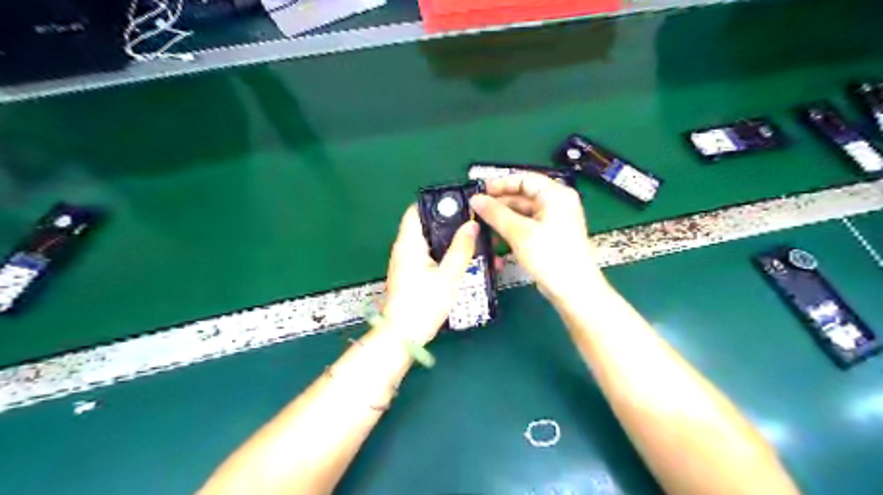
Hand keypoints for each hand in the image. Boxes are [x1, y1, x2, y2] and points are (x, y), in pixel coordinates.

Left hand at [384, 205, 479, 343]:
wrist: (404, 336)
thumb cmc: (422, 304)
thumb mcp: (447, 276)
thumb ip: (461, 249)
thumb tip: (471, 225)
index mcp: (409, 244)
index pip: (417, 211)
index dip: (437, 204)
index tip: (461, 204)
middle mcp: (406, 249)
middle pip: (429, 226)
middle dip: (452, 224)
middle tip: (476, 224)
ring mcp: (409, 263)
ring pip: (434, 243)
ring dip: (453, 242)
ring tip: (477, 242)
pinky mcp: (415, 275)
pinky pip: (433, 258)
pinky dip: (449, 256)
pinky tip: (468, 261)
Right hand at [469, 173, 607, 304]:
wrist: (573, 289)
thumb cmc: (551, 256)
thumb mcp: (520, 232)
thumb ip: (496, 213)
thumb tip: (476, 199)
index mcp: (556, 195)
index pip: (524, 179)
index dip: (501, 184)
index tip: (481, 191)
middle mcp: (557, 204)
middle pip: (523, 196)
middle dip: (499, 203)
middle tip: (477, 210)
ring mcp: (554, 221)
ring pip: (523, 213)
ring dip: (503, 218)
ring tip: (482, 225)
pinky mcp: (549, 237)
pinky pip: (526, 226)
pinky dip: (511, 230)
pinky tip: (496, 238)